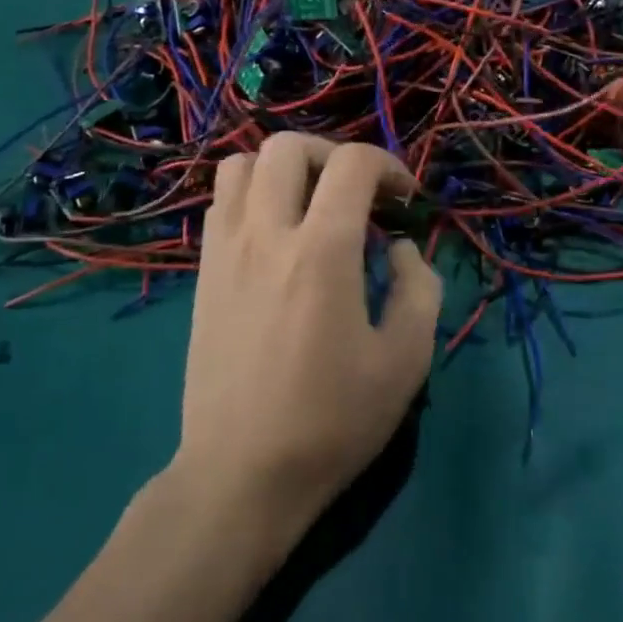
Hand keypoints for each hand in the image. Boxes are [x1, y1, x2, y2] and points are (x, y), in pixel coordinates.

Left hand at [174, 134, 440, 540]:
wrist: (241, 475)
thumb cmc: (332, 420)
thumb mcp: (406, 359)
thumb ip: (419, 287)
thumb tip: (399, 248)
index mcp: (322, 252)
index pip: (352, 163)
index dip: (389, 166)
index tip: (404, 200)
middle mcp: (267, 235)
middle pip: (288, 146)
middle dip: (333, 154)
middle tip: (357, 193)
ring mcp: (225, 251)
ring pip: (242, 164)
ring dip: (284, 169)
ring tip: (312, 204)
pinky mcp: (204, 273)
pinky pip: (222, 202)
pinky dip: (253, 195)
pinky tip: (277, 235)